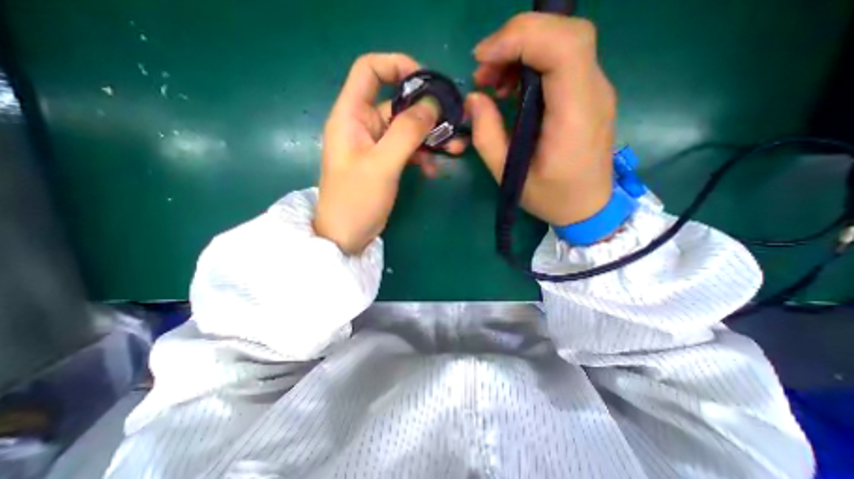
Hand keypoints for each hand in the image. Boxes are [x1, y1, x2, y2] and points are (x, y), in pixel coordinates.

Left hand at [312, 52, 463, 254]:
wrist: (347, 235)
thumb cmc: (356, 200)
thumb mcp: (382, 165)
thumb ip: (406, 132)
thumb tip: (432, 104)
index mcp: (351, 116)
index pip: (369, 70)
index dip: (397, 65)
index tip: (427, 81)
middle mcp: (363, 125)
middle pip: (398, 103)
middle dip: (427, 113)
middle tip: (454, 124)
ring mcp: (376, 145)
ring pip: (407, 130)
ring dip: (430, 138)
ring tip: (454, 150)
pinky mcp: (385, 162)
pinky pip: (407, 150)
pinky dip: (422, 156)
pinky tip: (432, 170)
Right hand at [467, 13, 614, 225]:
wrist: (589, 208)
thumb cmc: (550, 198)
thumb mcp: (509, 175)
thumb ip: (487, 136)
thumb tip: (474, 99)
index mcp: (574, 116)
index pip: (562, 47)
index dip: (520, 38)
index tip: (482, 58)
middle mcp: (593, 93)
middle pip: (566, 34)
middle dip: (518, 39)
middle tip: (484, 69)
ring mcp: (595, 91)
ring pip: (564, 42)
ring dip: (522, 50)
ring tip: (493, 81)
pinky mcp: (588, 96)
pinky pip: (563, 62)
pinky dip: (532, 63)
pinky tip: (511, 89)